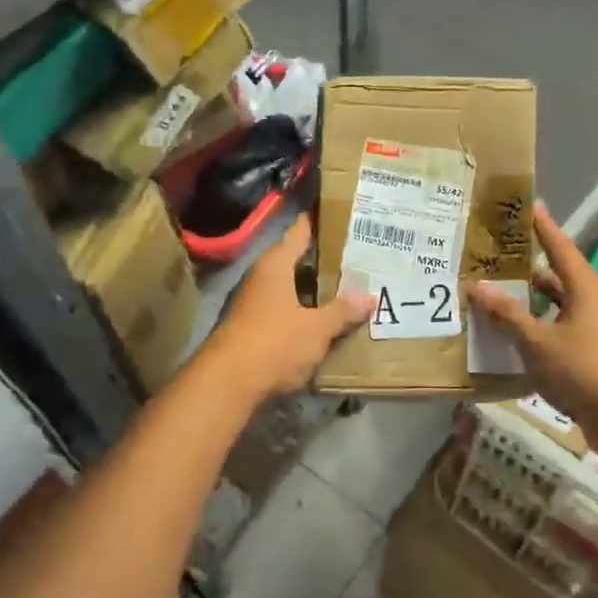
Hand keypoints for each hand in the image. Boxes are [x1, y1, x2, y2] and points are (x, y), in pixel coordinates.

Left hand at [206, 215, 372, 399]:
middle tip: (360, 256)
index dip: (319, 221)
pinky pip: (285, 311)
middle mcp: (261, 277)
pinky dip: (304, 311)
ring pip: (291, 288)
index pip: (300, 231)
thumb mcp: (317, 328)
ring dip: (315, 290)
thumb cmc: (274, 343)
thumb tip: (370, 297)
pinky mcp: (252, 328)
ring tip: (349, 288)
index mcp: (275, 264)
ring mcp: (253, 303)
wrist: (227, 384)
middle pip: (296, 260)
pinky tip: (325, 320)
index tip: (343, 213)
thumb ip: (343, 311)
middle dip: (325, 261)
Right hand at [468, 202, 597, 438]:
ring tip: (496, 297)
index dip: (542, 226)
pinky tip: (514, 337)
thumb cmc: (585, 370)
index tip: (529, 205)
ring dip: (531, 302)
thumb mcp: (537, 342)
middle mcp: (594, 302)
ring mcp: (597, 329)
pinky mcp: (595, 353)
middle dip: (527, 268)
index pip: (560, 246)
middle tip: (496, 257)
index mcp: (585, 288)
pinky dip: (539, 327)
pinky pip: (561, 329)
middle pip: (557, 276)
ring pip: (558, 306)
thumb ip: (507, 314)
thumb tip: (479, 286)